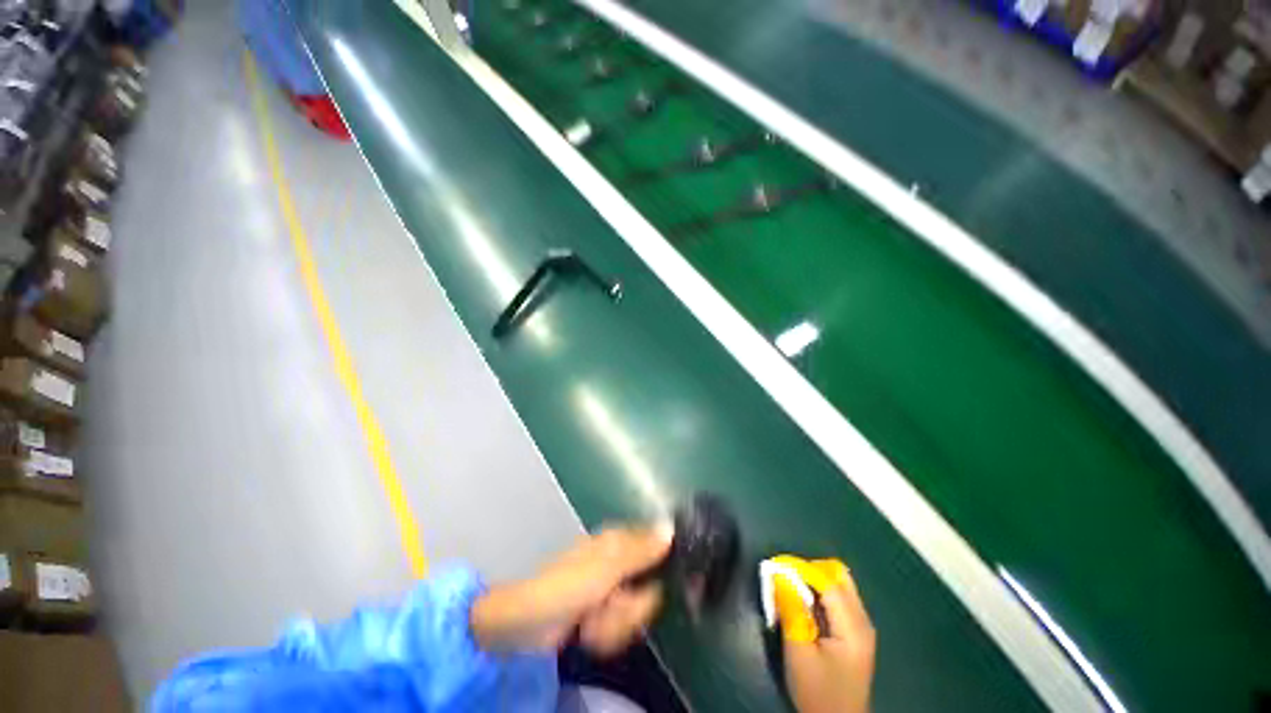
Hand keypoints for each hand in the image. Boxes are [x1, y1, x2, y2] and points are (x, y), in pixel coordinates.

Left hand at [470, 526, 672, 656]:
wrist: (528, 624)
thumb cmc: (566, 586)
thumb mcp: (607, 567)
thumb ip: (640, 550)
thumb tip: (670, 527)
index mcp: (620, 542)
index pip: (659, 548)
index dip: (667, 569)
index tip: (669, 589)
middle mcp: (620, 563)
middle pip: (652, 589)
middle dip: (632, 608)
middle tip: (610, 607)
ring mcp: (611, 591)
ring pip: (637, 613)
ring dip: (617, 625)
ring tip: (593, 622)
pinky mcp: (603, 615)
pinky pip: (622, 627)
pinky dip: (607, 634)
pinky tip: (588, 631)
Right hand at [779, 568, 875, 712]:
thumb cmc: (817, 692)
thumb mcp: (799, 652)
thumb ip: (791, 610)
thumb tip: (779, 573)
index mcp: (853, 626)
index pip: (827, 581)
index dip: (800, 568)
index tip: (775, 565)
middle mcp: (862, 619)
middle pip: (837, 575)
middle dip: (808, 570)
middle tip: (784, 579)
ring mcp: (861, 625)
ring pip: (837, 584)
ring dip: (812, 581)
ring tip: (790, 591)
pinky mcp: (855, 632)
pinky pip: (837, 598)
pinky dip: (817, 593)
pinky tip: (802, 606)